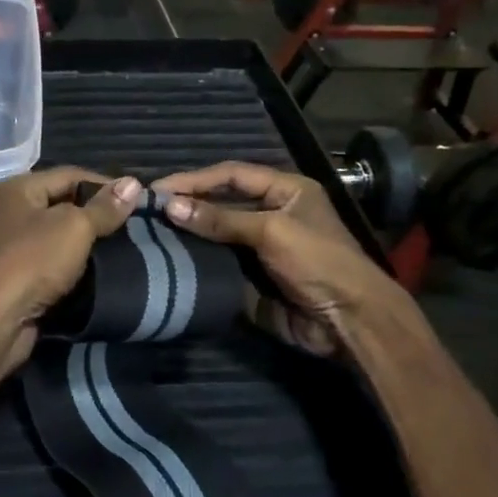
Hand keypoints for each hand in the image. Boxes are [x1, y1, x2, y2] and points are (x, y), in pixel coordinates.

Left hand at [0, 169, 141, 389]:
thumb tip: (133, 183)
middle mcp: (7, 212)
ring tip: (122, 248)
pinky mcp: (13, 278)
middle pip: (61, 204)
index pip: (69, 175)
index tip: (138, 199)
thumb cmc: (31, 262)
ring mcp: (8, 247)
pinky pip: (50, 263)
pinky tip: (98, 272)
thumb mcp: (74, 227)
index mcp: (16, 189)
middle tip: (133, 225)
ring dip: (86, 243)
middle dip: (97, 214)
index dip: (105, 184)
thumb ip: (104, 207)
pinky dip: (72, 266)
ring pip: (57, 236)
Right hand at [152, 163, 421, 357]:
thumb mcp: (271, 231)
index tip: (158, 189)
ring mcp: (261, 248)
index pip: (231, 175)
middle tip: (149, 211)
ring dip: (189, 235)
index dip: (194, 179)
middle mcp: (272, 214)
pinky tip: (171, 261)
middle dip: (188, 205)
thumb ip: (221, 218)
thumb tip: (170, 207)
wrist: (348, 321)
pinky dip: (198, 262)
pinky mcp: (253, 278)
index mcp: (285, 191)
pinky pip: (220, 264)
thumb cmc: (318, 262)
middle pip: (221, 203)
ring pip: (217, 235)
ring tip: (152, 234)